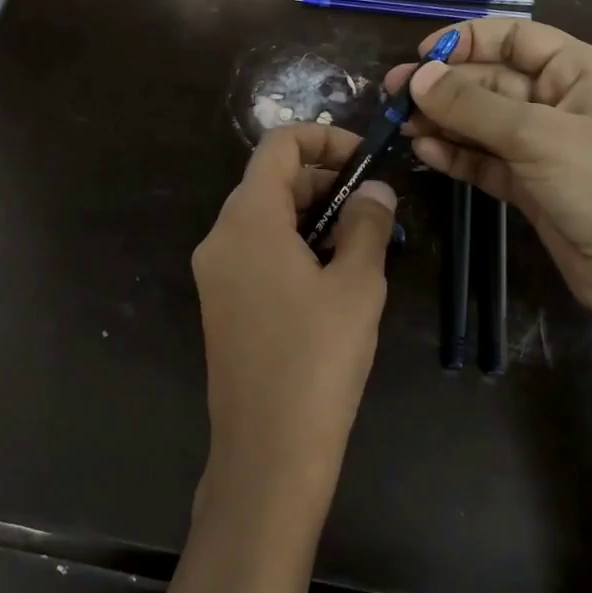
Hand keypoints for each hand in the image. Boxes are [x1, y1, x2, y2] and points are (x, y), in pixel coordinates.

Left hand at [191, 124, 397, 519]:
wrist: (267, 453)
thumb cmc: (317, 360)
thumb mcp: (356, 284)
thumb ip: (367, 224)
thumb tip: (376, 191)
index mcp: (247, 220)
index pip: (278, 146)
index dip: (324, 140)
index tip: (366, 162)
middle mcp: (220, 237)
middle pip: (271, 182)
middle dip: (324, 182)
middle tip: (375, 210)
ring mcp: (215, 273)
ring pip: (265, 219)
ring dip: (313, 217)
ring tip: (361, 246)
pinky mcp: (221, 304)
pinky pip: (257, 253)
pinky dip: (294, 247)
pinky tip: (331, 279)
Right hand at [383, 19, 591, 324]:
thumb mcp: (537, 136)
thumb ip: (472, 106)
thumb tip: (418, 78)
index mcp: (577, 72)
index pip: (514, 39)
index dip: (466, 41)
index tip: (420, 57)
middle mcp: (558, 102)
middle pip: (490, 82)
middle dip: (444, 87)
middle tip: (393, 96)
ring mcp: (542, 146)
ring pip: (481, 123)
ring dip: (442, 122)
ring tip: (400, 126)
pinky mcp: (528, 185)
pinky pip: (484, 160)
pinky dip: (456, 155)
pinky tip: (425, 153)